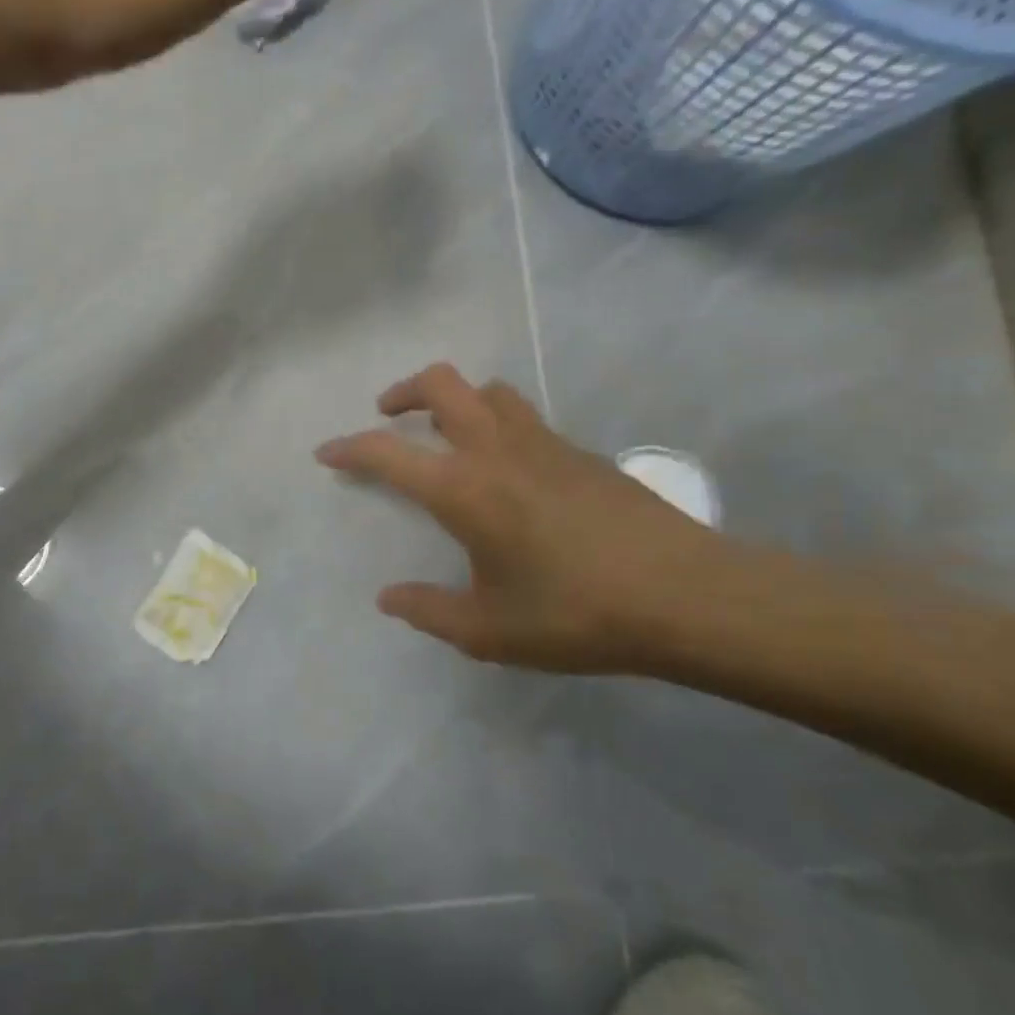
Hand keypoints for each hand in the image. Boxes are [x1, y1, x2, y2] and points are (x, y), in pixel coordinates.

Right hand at [315, 365, 727, 673]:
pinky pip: (524, 417)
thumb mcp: (488, 631)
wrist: (688, 597)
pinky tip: (508, 470)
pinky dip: (497, 424)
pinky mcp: (581, 452)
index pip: (388, 452)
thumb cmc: (576, 614)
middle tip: (388, 417)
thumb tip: (388, 598)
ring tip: (447, 435)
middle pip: (442, 384)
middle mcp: (497, 450)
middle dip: (404, 391)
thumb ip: (428, 611)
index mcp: (463, 489)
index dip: (349, 448)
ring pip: (489, 390)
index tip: (327, 453)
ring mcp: (544, 444)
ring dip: (456, 400)